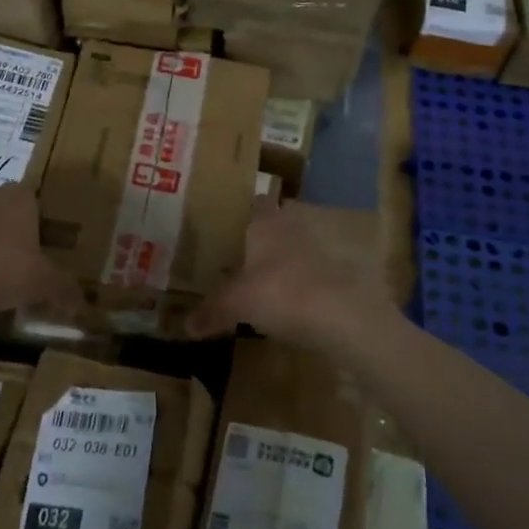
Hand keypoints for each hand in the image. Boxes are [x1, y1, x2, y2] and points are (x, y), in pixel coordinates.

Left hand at [0, 186, 81, 320]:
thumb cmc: (5, 269)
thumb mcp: (43, 282)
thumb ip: (63, 288)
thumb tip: (80, 302)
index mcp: (20, 197)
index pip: (35, 200)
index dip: (40, 223)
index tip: (43, 246)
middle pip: (6, 209)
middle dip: (13, 230)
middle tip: (21, 260)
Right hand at [186, 201, 390, 349]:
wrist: (343, 316)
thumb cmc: (282, 293)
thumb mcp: (237, 304)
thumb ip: (211, 311)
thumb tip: (185, 326)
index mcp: (266, 224)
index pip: (256, 202)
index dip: (244, 208)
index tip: (229, 220)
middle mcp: (292, 230)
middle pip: (275, 225)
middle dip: (260, 237)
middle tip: (237, 254)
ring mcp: (319, 253)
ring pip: (293, 250)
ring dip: (280, 263)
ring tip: (258, 281)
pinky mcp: (336, 278)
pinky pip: (309, 277)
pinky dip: (297, 287)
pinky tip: (284, 306)